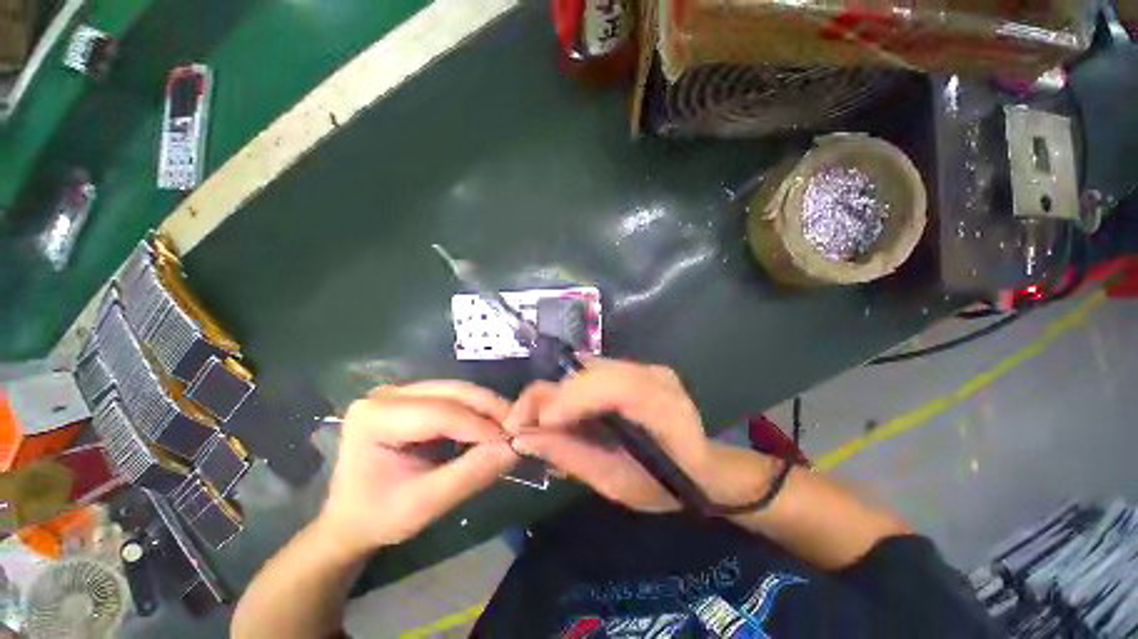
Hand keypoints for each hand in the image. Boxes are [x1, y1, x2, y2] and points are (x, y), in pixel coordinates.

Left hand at [316, 381, 517, 556]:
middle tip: (524, 430)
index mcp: (374, 417)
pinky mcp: (397, 406)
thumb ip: (469, 475)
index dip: (481, 426)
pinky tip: (486, 432)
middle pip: (444, 392)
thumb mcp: (426, 503)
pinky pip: (440, 402)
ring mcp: (388, 397)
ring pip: (446, 393)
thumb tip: (515, 450)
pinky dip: (467, 416)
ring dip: (481, 410)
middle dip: (487, 409)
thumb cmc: (380, 517)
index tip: (519, 442)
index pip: (438, 412)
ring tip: (511, 432)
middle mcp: (380, 396)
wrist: (349, 522)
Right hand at [506, 359, 721, 512]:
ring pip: (583, 371)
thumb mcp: (616, 483)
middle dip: (546, 398)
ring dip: (554, 397)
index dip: (569, 400)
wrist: (702, 471)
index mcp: (663, 407)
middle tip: (518, 431)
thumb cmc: (666, 486)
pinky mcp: (637, 371)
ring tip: (536, 428)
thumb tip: (522, 439)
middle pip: (588, 372)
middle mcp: (655, 376)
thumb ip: (572, 457)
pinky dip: (567, 395)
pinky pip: (590, 376)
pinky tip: (559, 420)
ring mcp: (647, 368)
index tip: (532, 428)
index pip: (614, 386)